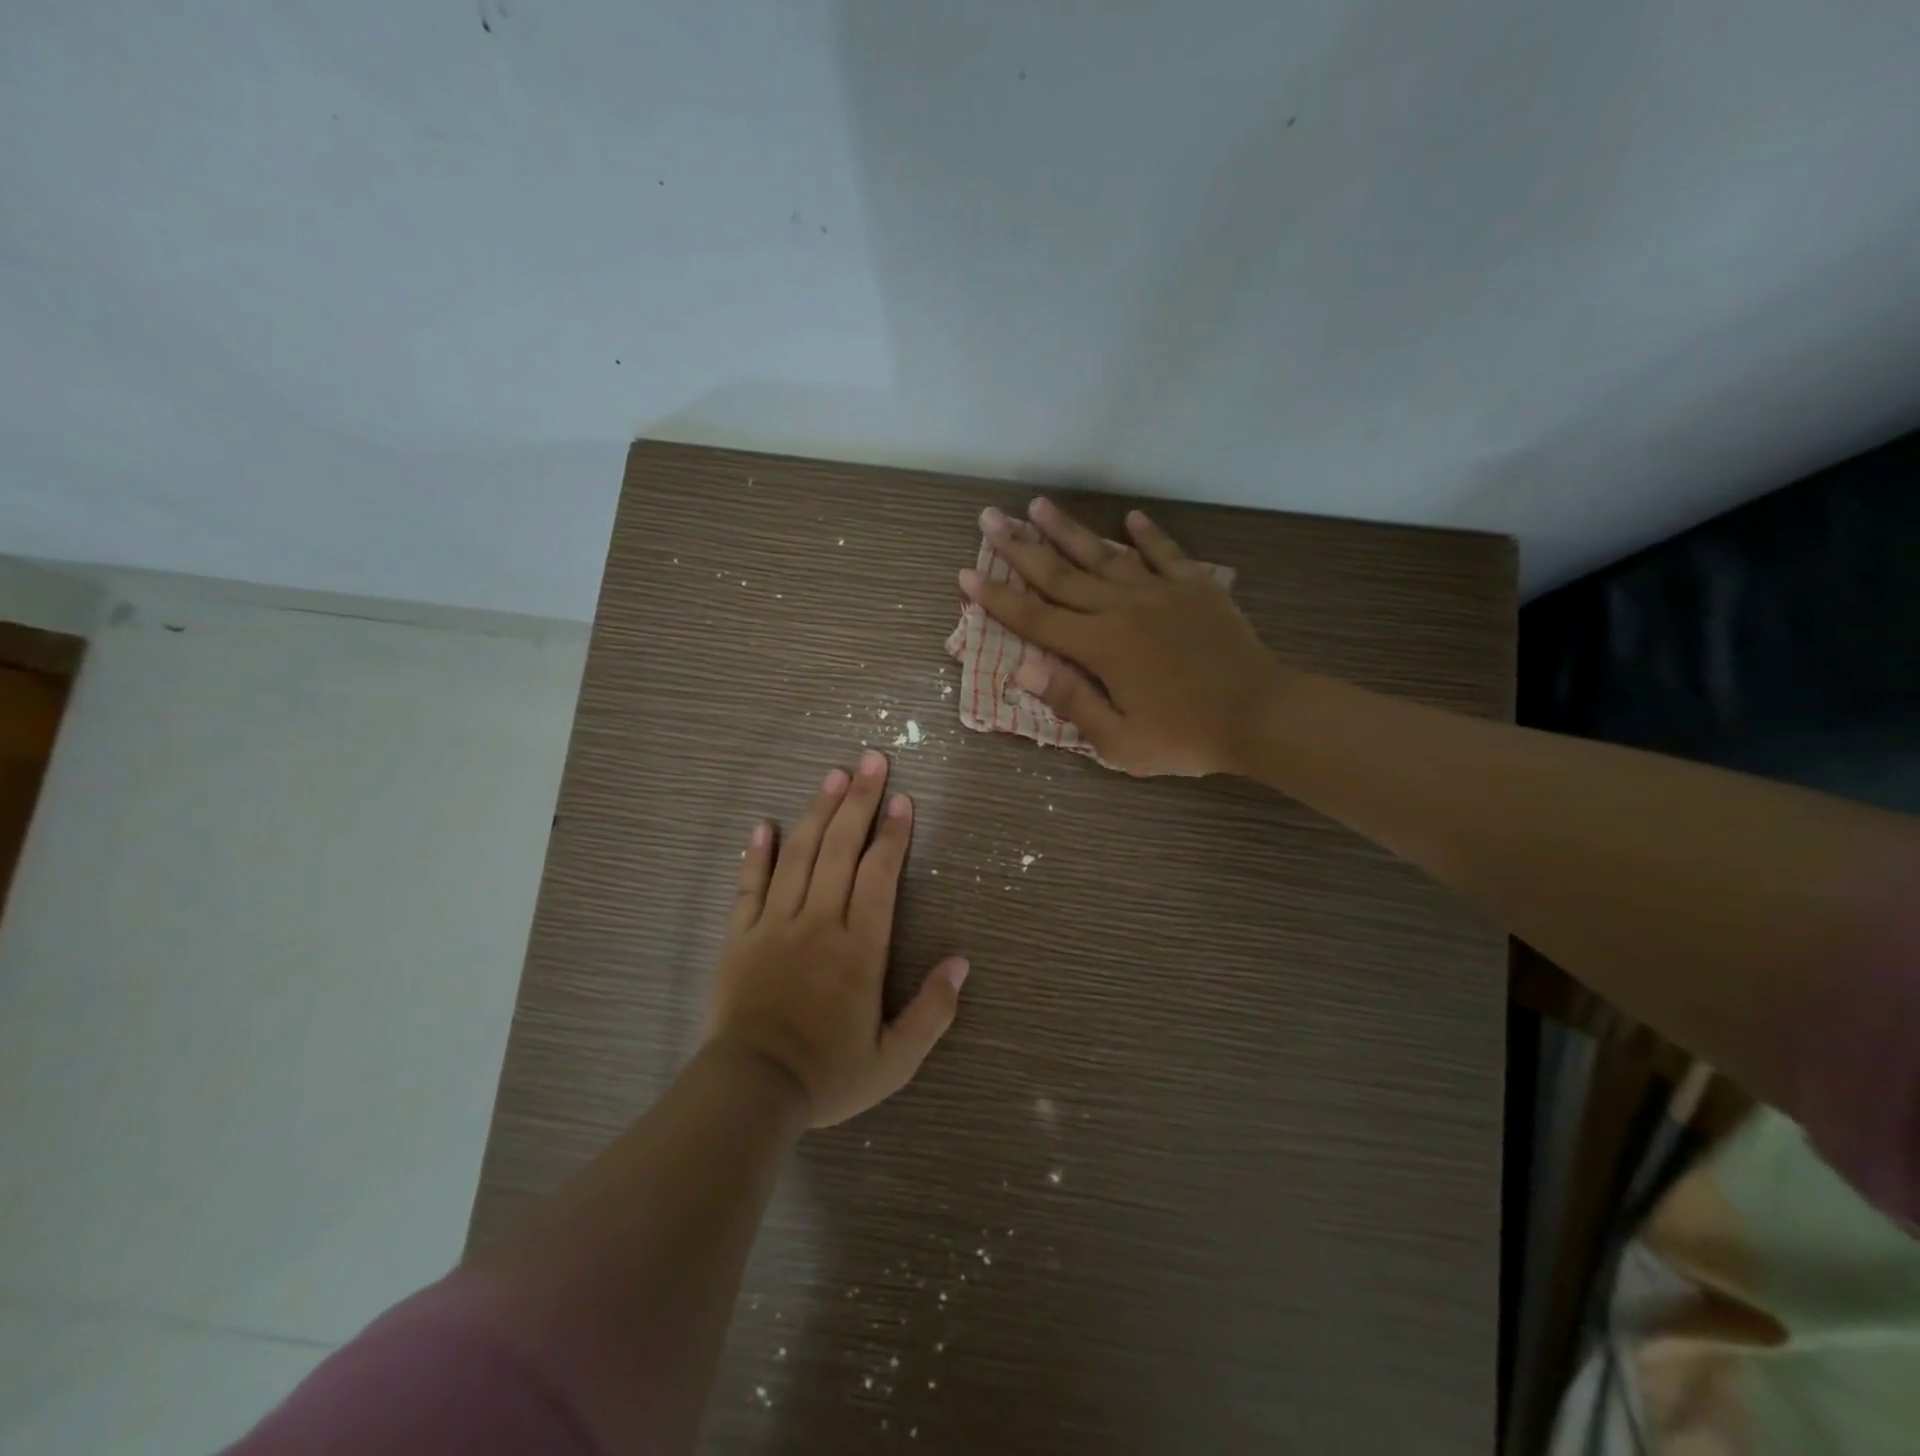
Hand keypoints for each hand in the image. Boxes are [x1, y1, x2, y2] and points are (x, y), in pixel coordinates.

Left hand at [706, 751, 968, 1126]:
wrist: (752, 1092)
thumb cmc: (828, 1075)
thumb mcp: (895, 1060)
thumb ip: (932, 1012)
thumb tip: (960, 963)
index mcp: (859, 948)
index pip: (880, 874)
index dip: (893, 834)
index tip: (903, 800)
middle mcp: (818, 922)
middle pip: (840, 848)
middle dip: (859, 801)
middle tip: (872, 761)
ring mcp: (774, 925)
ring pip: (799, 854)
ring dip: (818, 811)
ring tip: (833, 775)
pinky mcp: (739, 936)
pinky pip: (748, 885)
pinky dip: (757, 853)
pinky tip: (765, 825)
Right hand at [959, 497, 1291, 776]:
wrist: (1261, 715)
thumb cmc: (1186, 737)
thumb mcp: (1120, 743)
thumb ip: (1071, 702)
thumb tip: (1022, 668)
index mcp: (1100, 647)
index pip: (1035, 618)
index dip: (997, 598)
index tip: (967, 574)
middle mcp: (1122, 609)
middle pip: (1061, 574)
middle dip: (1020, 547)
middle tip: (990, 518)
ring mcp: (1161, 592)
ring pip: (1104, 555)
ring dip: (1069, 530)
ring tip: (1038, 505)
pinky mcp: (1195, 588)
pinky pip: (1166, 553)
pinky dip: (1147, 534)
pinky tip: (1130, 517)